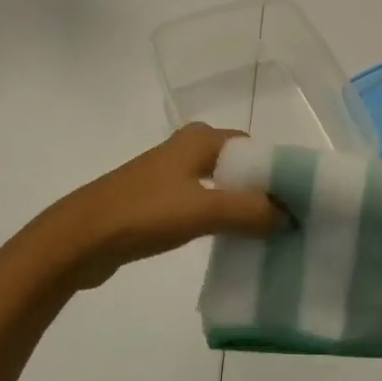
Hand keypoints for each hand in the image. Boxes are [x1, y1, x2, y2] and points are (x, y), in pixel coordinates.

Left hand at [40, 124, 283, 289]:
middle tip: (290, 223)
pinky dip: (220, 218)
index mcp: (201, 138)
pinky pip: (203, 205)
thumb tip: (290, 216)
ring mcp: (171, 176)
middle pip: (240, 168)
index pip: (255, 149)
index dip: (279, 174)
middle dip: (263, 192)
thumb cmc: (144, 213)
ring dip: (243, 208)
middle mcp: (188, 149)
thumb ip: (251, 211)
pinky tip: (232, 242)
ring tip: (269, 236)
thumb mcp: (204, 209)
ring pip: (221, 187)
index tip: (301, 204)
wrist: (80, 239)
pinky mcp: (158, 201)